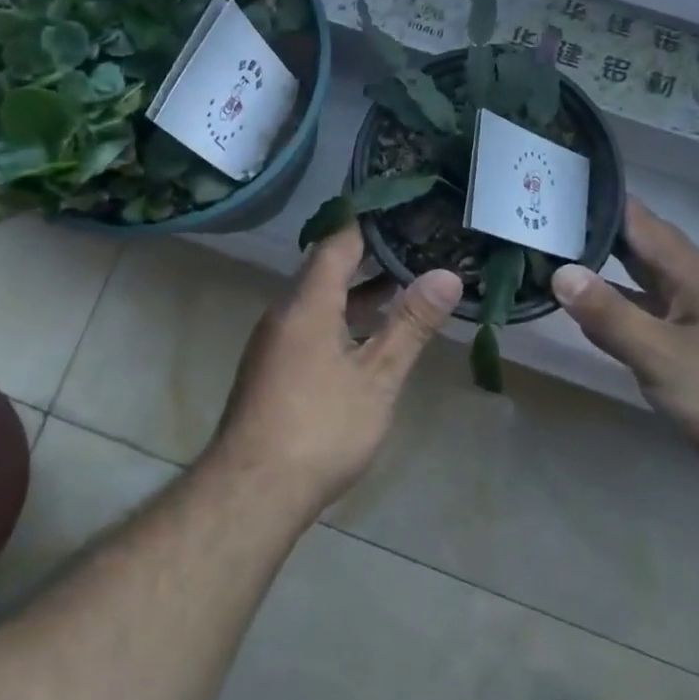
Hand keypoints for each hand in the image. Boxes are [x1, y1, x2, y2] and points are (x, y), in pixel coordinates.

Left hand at [208, 221, 462, 518]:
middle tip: (414, 243)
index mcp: (307, 302)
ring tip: (402, 285)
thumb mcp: (376, 377)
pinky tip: (369, 337)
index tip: (402, 207)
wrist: (251, 492)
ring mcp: (275, 340)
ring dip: (357, 291)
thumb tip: (446, 274)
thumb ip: (410, 324)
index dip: (368, 221)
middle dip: (369, 256)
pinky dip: (342, 317)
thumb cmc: (319, 428)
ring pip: (319, 299)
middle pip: (327, 267)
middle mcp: (285, 312)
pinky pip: (311, 323)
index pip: (338, 241)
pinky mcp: (272, 367)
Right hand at [551, 199, 698, 505]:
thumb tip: (560, 272)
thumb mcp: (663, 356)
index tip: (552, 193)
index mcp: (692, 273)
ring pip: (650, 286)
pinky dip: (628, 313)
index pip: (638, 221)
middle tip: (544, 228)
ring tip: (560, 266)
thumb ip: (610, 316)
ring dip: (610, 277)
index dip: (597, 204)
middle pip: (643, 250)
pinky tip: (603, 324)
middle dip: (596, 238)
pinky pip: (659, 318)